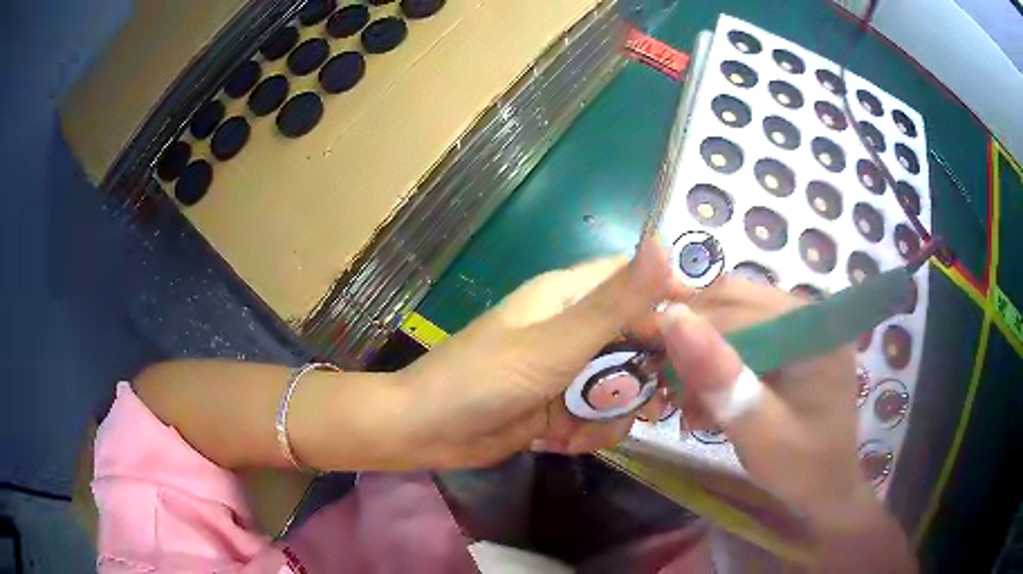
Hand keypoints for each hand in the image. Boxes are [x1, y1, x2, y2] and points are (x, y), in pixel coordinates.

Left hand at [395, 239, 688, 468]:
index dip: (675, 300)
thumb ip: (616, 302)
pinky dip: (591, 431)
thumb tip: (666, 243)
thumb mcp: (555, 343)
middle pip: (639, 339)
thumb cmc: (483, 379)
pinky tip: (565, 442)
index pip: (639, 281)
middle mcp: (574, 326)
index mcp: (570, 294)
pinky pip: (601, 413)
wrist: (427, 432)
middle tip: (659, 403)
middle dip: (648, 374)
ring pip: (624, 383)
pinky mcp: (562, 404)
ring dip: (616, 411)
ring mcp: (569, 368)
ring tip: (592, 428)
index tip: (708, 334)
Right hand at [664, 277, 862, 514]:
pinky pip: (744, 328)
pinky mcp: (792, 339)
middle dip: (696, 340)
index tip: (654, 371)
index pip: (739, 310)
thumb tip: (672, 317)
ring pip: (734, 310)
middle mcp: (810, 314)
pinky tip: (713, 393)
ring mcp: (802, 324)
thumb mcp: (758, 432)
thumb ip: (721, 379)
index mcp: (816, 330)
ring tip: (693, 396)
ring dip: (704, 348)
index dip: (690, 332)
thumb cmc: (799, 467)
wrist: (825, 488)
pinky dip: (719, 356)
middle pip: (735, 300)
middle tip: (675, 388)